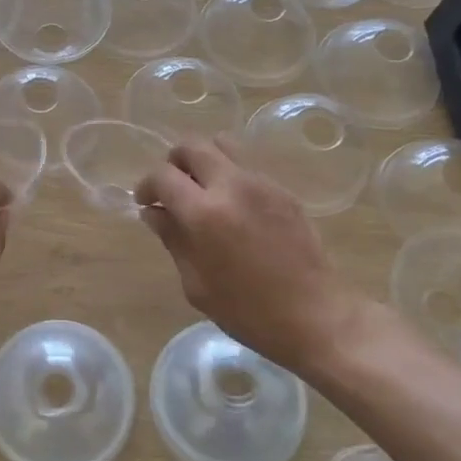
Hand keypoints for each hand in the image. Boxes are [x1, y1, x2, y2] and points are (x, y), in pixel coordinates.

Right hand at [134, 136, 365, 370]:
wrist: (315, 316)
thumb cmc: (248, 311)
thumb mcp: (196, 284)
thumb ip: (173, 239)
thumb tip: (154, 213)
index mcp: (204, 213)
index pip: (163, 175)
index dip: (146, 185)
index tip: (145, 203)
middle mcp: (232, 186)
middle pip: (192, 145)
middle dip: (174, 162)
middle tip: (172, 189)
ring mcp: (262, 183)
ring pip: (223, 144)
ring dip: (204, 160)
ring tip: (202, 190)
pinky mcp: (283, 190)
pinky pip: (248, 166)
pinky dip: (230, 175)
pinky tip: (233, 208)